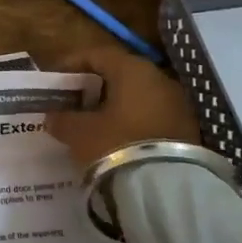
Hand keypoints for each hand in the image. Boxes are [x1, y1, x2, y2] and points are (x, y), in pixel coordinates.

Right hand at [44, 45, 199, 169]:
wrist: (167, 188)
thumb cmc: (116, 145)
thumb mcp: (79, 132)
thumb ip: (62, 119)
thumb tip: (53, 116)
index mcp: (132, 69)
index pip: (97, 54)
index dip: (72, 64)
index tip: (56, 79)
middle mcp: (158, 78)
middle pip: (120, 74)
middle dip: (94, 86)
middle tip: (73, 102)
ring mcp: (178, 103)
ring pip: (138, 96)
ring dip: (114, 105)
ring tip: (93, 124)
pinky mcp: (187, 128)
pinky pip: (152, 115)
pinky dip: (132, 121)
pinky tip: (117, 139)